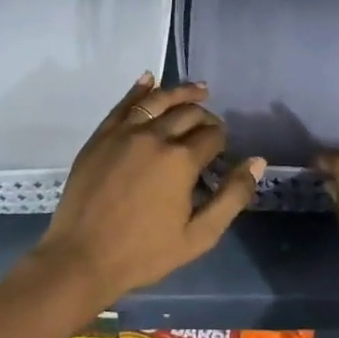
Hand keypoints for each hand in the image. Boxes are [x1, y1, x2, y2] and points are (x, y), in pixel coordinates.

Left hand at [33, 75, 261, 306]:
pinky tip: (150, 79)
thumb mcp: (198, 236)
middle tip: (211, 126)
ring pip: (159, 99)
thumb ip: (232, 197)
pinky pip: (125, 104)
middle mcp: (155, 135)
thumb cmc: (144, 253)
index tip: (222, 151)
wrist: (81, 258)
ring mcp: (125, 132)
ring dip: (181, 92)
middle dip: (205, 116)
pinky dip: (140, 89)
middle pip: (189, 113)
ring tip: (198, 89)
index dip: (222, 140)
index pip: (212, 135)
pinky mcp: (101, 135)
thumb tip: (257, 161)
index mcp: (181, 160)